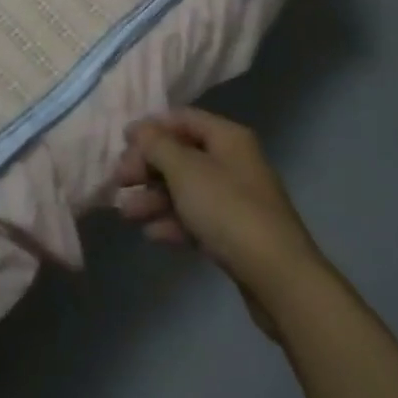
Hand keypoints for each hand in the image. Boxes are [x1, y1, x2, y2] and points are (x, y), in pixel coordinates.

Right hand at [113, 108, 323, 321]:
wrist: (279, 278)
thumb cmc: (228, 210)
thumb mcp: (185, 170)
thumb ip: (157, 145)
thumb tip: (140, 129)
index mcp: (227, 138)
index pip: (182, 119)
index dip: (151, 127)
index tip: (122, 143)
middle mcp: (233, 162)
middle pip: (181, 155)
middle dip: (147, 166)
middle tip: (119, 181)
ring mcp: (235, 199)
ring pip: (185, 189)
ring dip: (153, 197)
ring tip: (125, 213)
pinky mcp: (235, 234)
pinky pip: (196, 218)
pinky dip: (172, 222)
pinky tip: (151, 234)